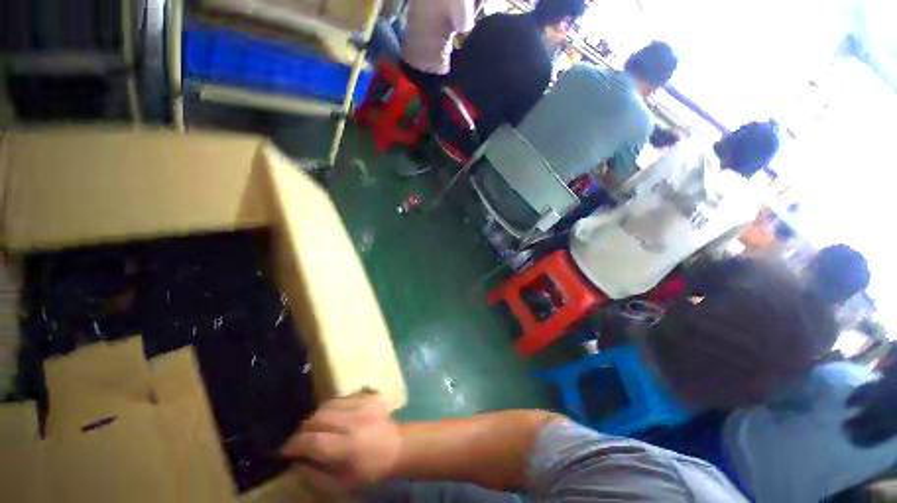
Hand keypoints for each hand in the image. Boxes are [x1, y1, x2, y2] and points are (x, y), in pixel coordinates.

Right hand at [280, 393, 401, 493]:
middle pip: (317, 419)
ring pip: (327, 405)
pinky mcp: (368, 396)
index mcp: (349, 447)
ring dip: (315, 418)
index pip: (313, 441)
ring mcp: (363, 404)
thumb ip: (315, 475)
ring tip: (314, 429)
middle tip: (298, 440)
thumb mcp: (341, 485)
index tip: (283, 450)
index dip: (294, 444)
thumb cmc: (369, 470)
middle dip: (302, 430)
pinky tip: (331, 418)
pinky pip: (340, 398)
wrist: (396, 446)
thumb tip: (296, 461)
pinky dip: (330, 408)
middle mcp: (355, 421)